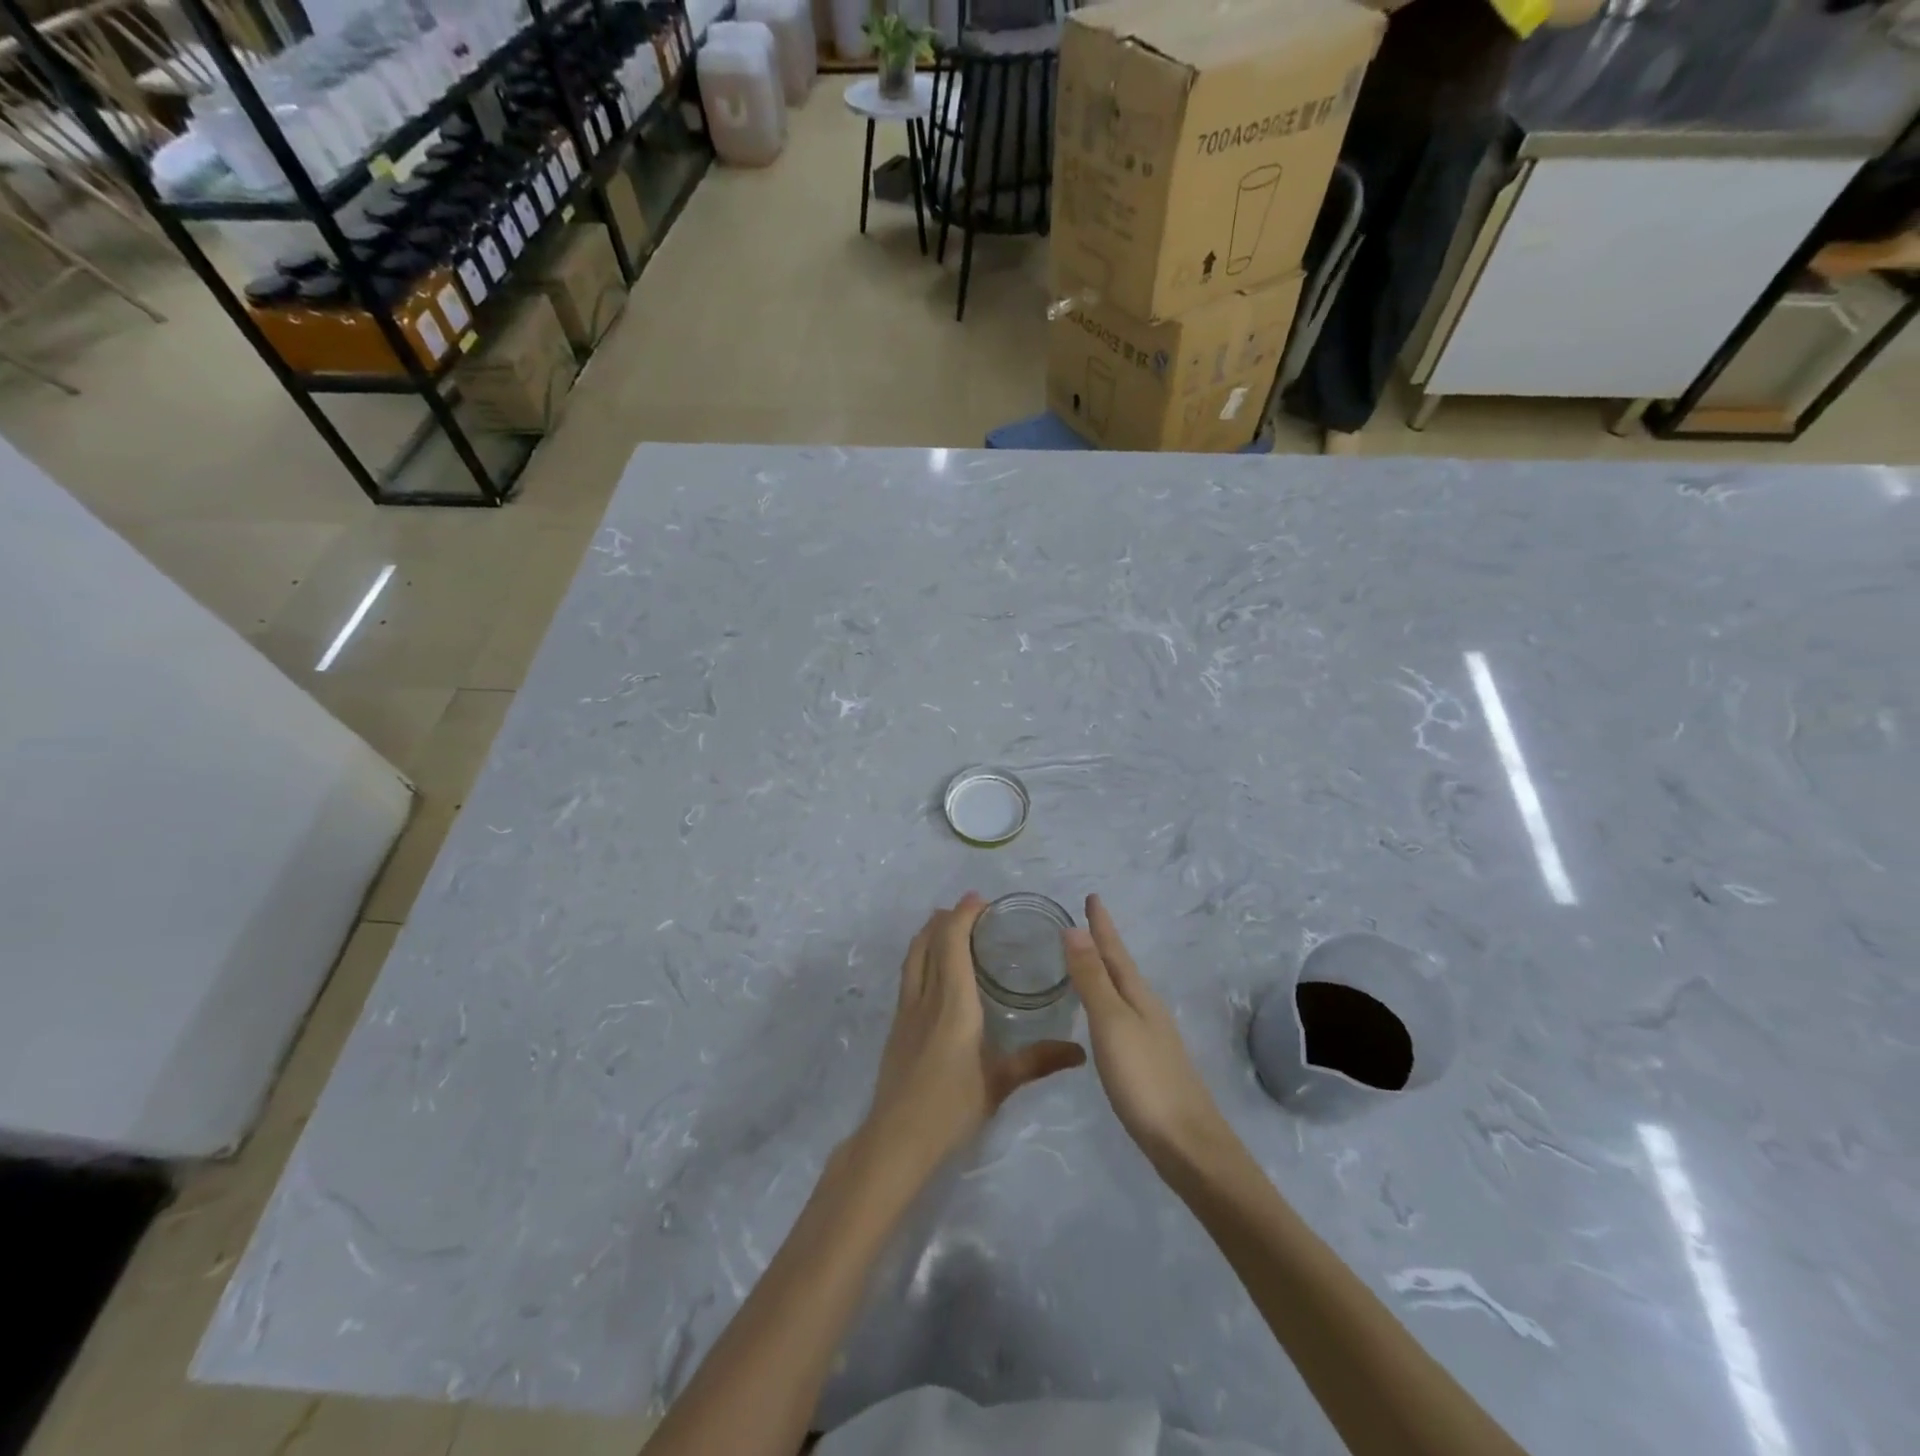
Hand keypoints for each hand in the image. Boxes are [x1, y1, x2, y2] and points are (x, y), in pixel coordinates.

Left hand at [862, 893, 1085, 1177]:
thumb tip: (1079, 1052)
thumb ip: (1037, 1061)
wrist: (896, 1139)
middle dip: (945, 918)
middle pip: (928, 942)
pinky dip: (920, 957)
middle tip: (967, 908)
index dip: (962, 915)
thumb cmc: (951, 1108)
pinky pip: (909, 976)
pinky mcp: (897, 1027)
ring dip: (928, 934)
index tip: (979, 900)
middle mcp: (926, 997)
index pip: (952, 943)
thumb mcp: (999, 1084)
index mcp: (953, 1003)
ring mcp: (906, 1011)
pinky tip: (932, 971)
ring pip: (913, 957)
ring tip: (945, 925)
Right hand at [1063, 895, 1235, 1171]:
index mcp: (1138, 997)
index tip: (1092, 897)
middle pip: (1122, 968)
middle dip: (1103, 945)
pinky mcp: (1149, 1064)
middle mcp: (1147, 1010)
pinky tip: (1102, 1017)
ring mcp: (1152, 1038)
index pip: (1115, 951)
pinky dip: (1108, 1002)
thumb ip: (1092, 979)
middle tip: (1084, 923)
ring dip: (1105, 973)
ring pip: (1123, 993)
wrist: (1188, 1145)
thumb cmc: (1145, 1080)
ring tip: (1087, 962)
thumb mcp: (1112, 1024)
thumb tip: (1075, 930)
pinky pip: (1123, 1017)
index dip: (1102, 925)